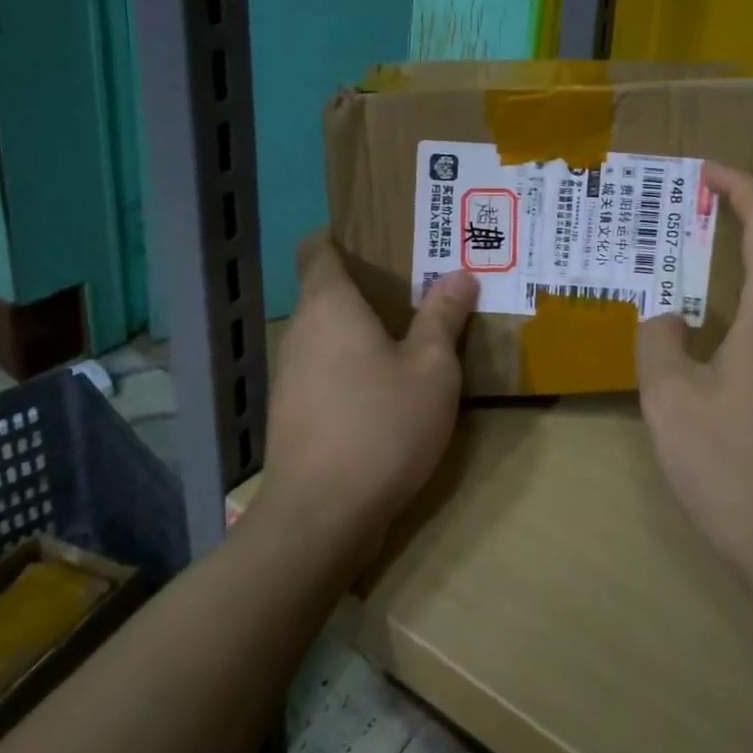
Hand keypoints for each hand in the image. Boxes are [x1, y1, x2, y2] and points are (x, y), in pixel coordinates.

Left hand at [255, 236, 478, 555]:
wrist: (319, 519)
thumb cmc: (380, 426)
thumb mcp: (431, 369)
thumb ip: (443, 317)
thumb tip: (460, 275)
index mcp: (329, 304)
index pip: (319, 247)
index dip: (346, 233)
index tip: (387, 234)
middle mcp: (302, 330)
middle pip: (328, 287)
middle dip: (371, 280)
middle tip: (423, 277)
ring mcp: (292, 372)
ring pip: (329, 329)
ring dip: (365, 324)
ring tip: (415, 325)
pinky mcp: (295, 409)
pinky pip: (327, 364)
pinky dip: (355, 359)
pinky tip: (390, 380)